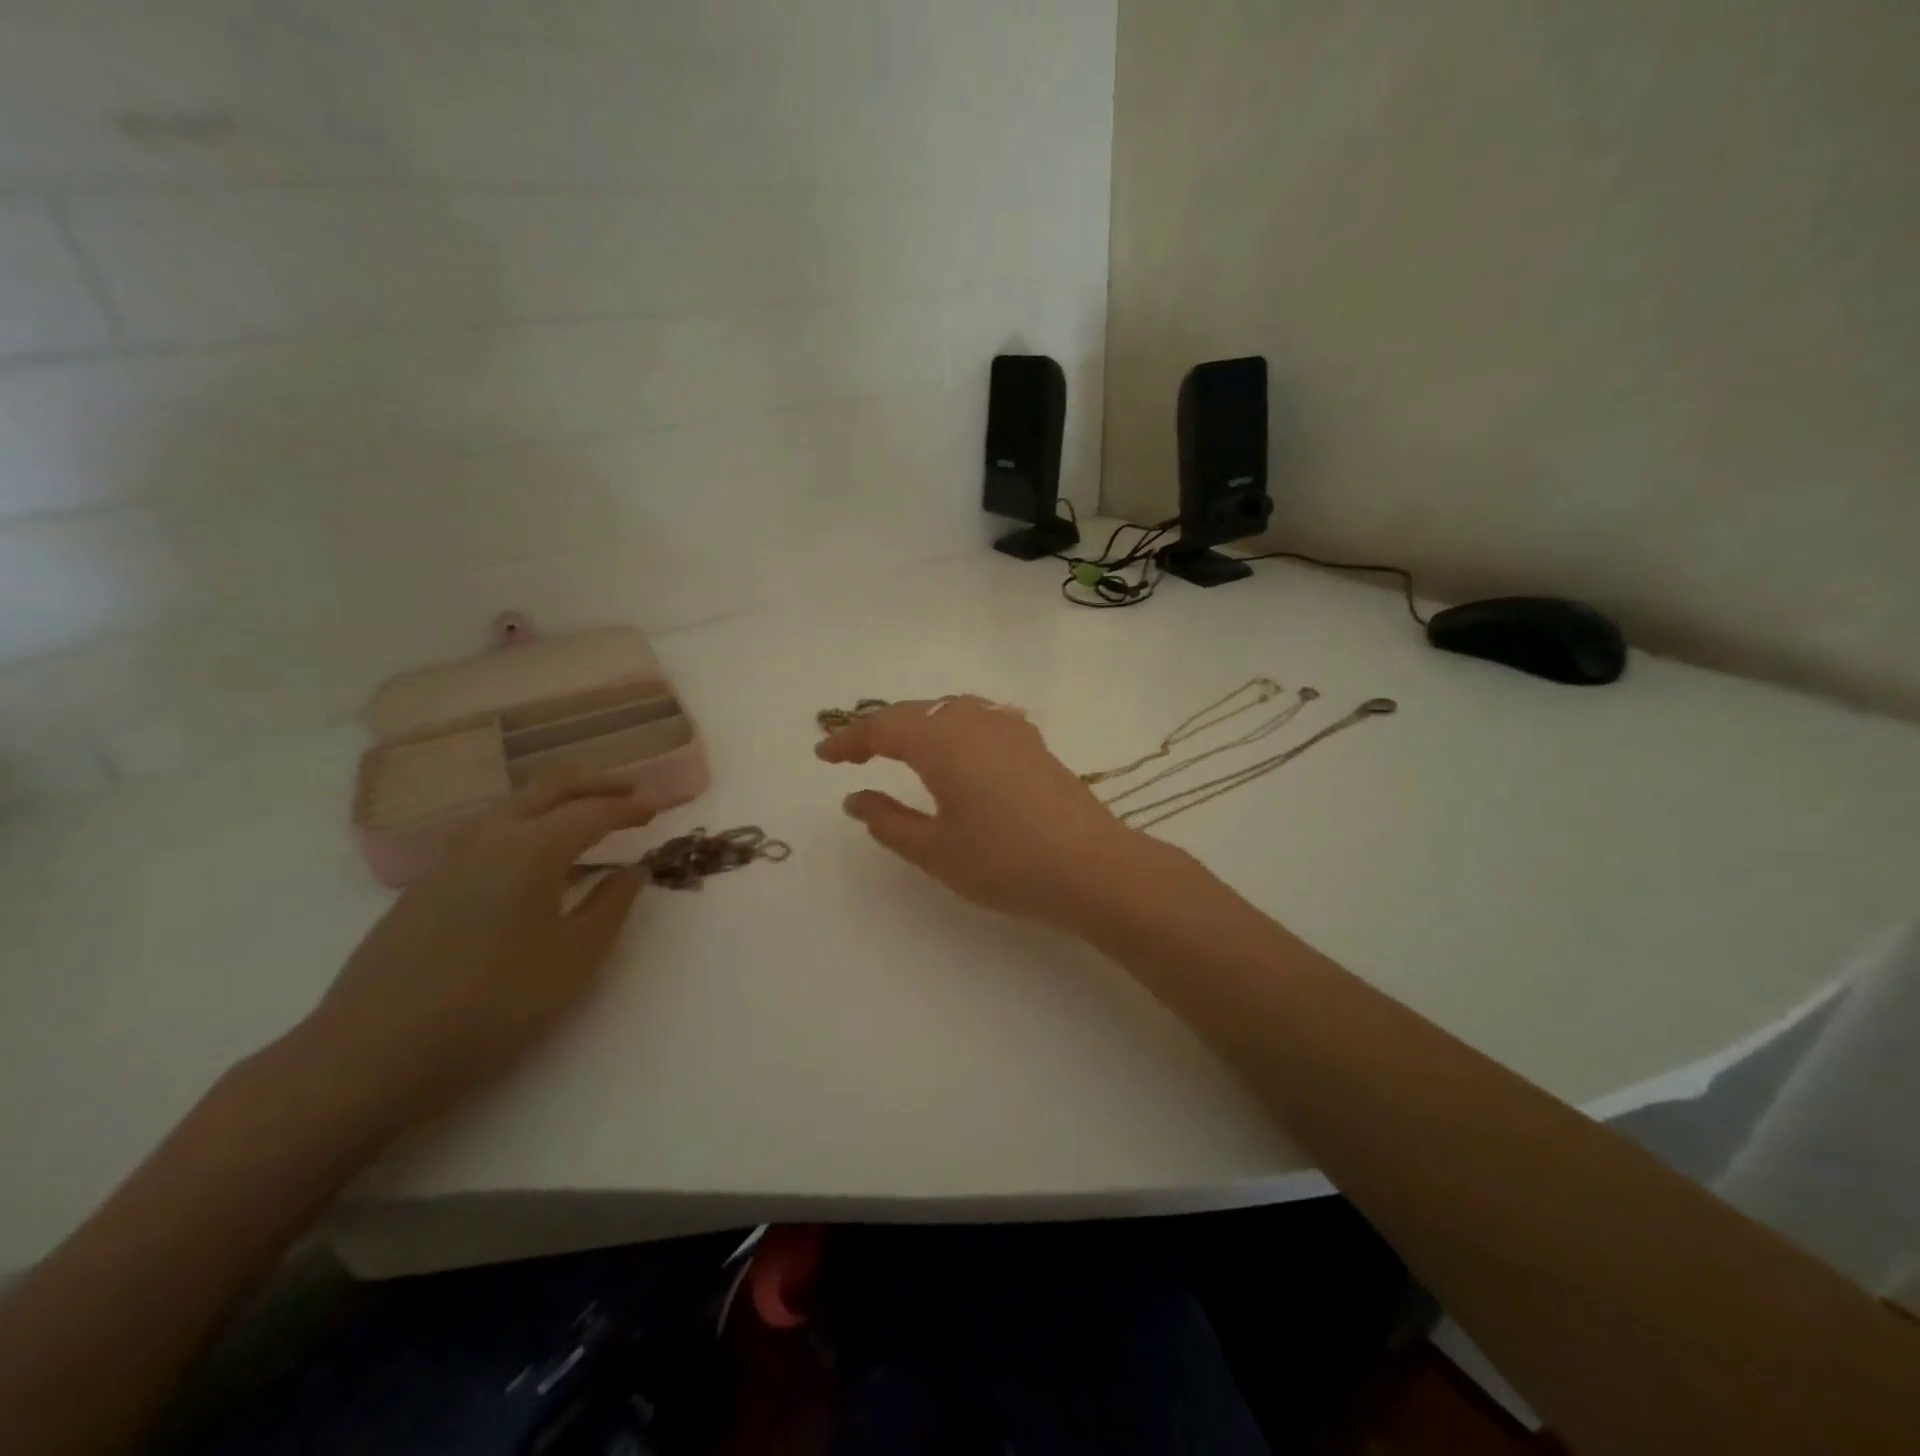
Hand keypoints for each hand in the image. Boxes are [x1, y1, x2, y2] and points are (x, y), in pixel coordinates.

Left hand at [294, 776, 654, 1130]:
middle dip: (596, 785)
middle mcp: (491, 837)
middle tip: (632, 794)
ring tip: (589, 817)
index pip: (592, 811)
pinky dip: (528, 821)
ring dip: (558, 799)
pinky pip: (491, 829)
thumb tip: (632, 870)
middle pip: (550, 788)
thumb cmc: (493, 1005)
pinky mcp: (428, 883)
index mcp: (533, 849)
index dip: (629, 807)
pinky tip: (536, 855)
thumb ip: (612, 906)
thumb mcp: (575, 959)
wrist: (370, 1054)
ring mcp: (452, 858)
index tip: (657, 809)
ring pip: (515, 803)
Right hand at [815, 695, 1158, 927]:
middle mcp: (973, 721)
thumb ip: (888, 821)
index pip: (882, 728)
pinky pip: (978, 718)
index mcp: (941, 742)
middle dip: (879, 728)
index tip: (822, 755)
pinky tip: (957, 748)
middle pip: (914, 712)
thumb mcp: (935, 850)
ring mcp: (1008, 728)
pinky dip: (952, 726)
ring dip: (917, 724)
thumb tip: (855, 798)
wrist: (1092, 867)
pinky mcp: (1033, 742)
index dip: (848, 740)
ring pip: (948, 710)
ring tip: (899, 748)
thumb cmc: (1005, 862)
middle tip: (853, 752)